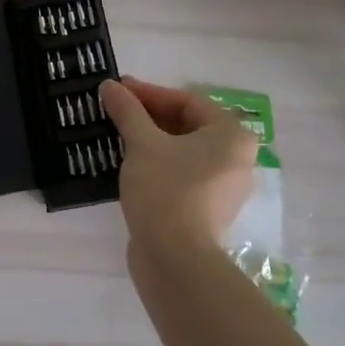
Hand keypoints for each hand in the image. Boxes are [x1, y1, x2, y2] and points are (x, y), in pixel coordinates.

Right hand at [99, 77, 256, 259]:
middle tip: (114, 110)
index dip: (148, 93)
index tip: (117, 91)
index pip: (186, 101)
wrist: (175, 260)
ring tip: (114, 133)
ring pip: (181, 150)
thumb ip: (127, 111)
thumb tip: (109, 86)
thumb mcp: (142, 143)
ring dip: (148, 139)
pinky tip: (126, 162)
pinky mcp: (205, 209)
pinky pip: (180, 173)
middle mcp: (235, 158)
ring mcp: (222, 186)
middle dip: (147, 116)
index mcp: (231, 135)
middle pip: (186, 124)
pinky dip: (155, 163)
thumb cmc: (166, 190)